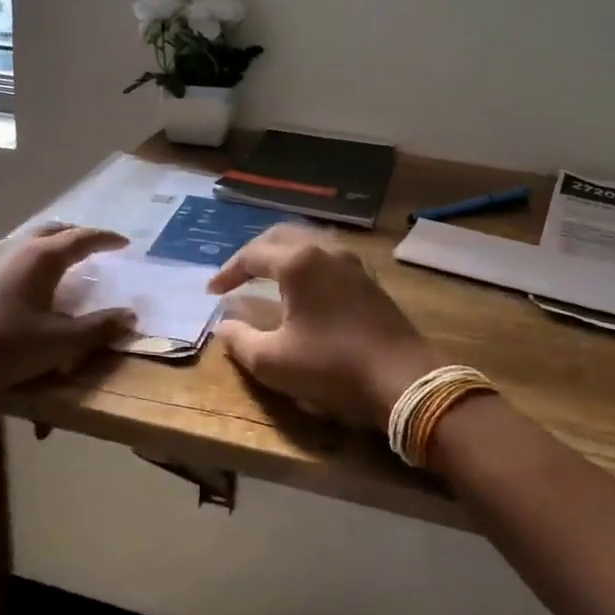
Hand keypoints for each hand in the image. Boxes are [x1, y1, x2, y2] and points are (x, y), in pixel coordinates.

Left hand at [0, 224, 136, 398]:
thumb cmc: (5, 347)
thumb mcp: (60, 344)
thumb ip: (98, 328)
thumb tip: (130, 316)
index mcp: (41, 257)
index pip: (82, 238)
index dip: (105, 239)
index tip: (124, 242)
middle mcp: (12, 248)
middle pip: (50, 230)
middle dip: (74, 234)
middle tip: (91, 244)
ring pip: (20, 241)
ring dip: (43, 244)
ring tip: (52, 258)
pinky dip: (12, 259)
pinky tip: (6, 274)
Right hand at [207, 224, 440, 428]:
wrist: (402, 378)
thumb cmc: (332, 367)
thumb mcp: (273, 362)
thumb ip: (240, 341)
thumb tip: (223, 326)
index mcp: (298, 263)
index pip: (252, 255)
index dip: (228, 272)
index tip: (212, 291)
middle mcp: (325, 251)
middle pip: (281, 237)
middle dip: (254, 253)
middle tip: (237, 274)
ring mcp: (352, 263)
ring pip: (309, 242)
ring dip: (283, 253)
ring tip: (268, 273)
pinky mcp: (369, 280)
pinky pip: (329, 257)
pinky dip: (308, 263)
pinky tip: (306, 285)